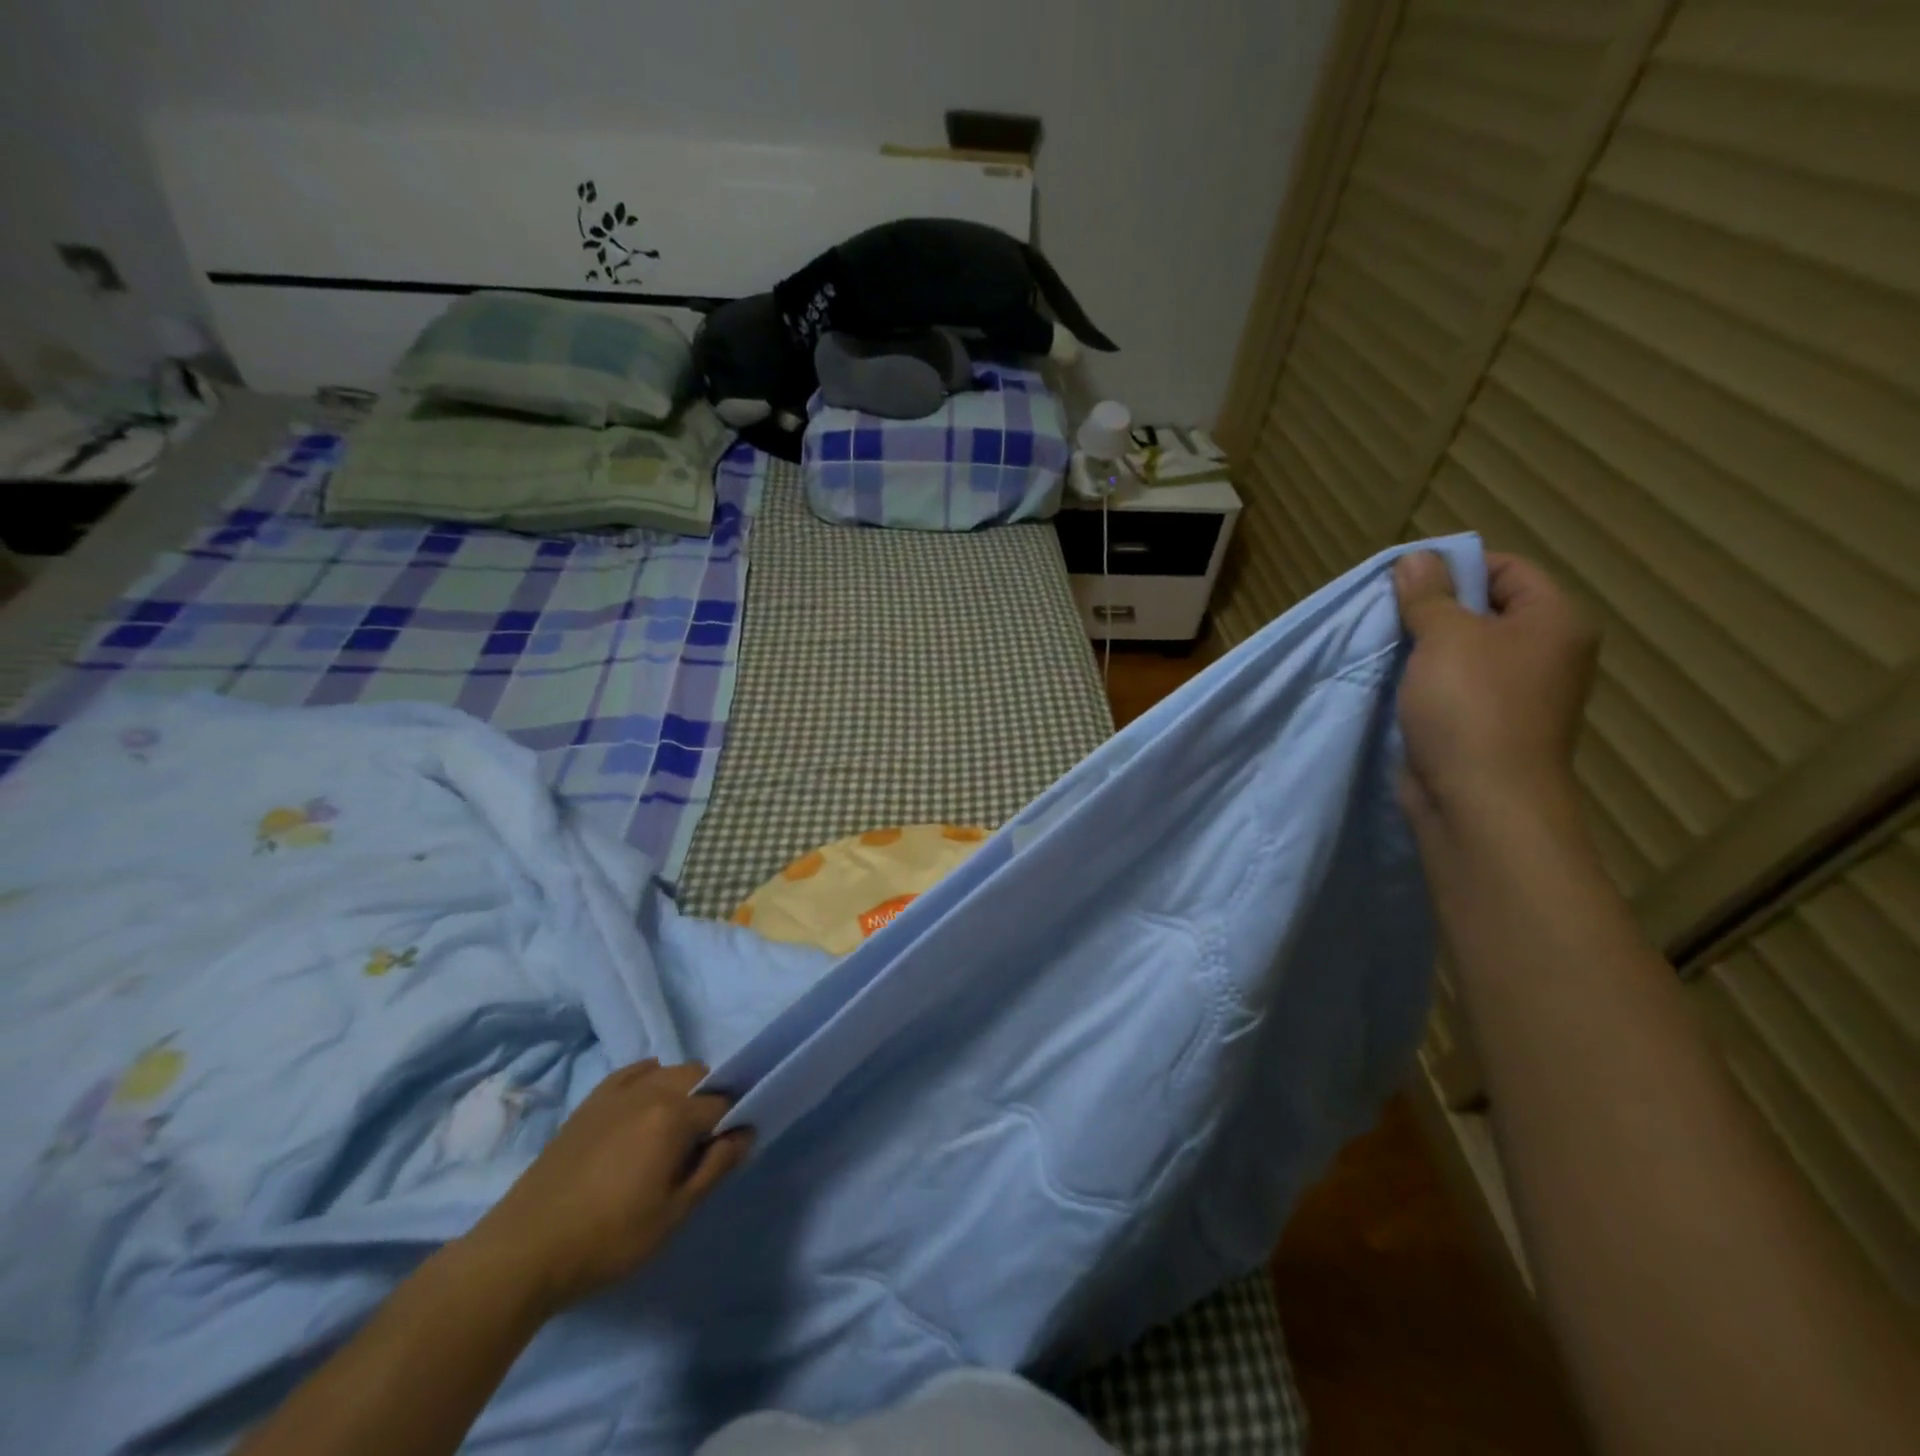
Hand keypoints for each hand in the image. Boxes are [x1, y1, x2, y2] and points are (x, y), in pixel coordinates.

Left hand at [460, 1060, 749, 1315]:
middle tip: (701, 1144)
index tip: (728, 1149)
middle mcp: (649, 1091)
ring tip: (672, 1132)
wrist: (524, 1251)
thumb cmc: (608, 1239)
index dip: (732, 1123)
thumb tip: (745, 1132)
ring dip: (682, 1089)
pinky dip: (650, 1078)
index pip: (722, 1102)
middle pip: (698, 1076)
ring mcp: (617, 1093)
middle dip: (710, 1099)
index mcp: (674, 1116)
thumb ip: (715, 1168)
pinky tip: (647, 1103)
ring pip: (668, 1071)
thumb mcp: (673, 1215)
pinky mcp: (590, 1103)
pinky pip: (634, 1073)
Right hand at [1392, 550, 1597, 833]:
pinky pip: (1455, 689)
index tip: (1404, 581)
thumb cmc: (1470, 706)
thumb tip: (1415, 557)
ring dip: (1425, 649)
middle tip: (1386, 614)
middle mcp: (1546, 653)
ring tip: (1385, 648)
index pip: (1507, 569)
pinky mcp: (1488, 726)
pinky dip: (1426, 683)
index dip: (1456, 567)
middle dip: (1433, 609)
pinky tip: (1395, 686)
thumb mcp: (1444, 636)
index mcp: (1554, 621)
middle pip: (1485, 611)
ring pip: (1465, 653)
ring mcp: (1519, 694)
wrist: (1480, 802)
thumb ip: (1428, 594)